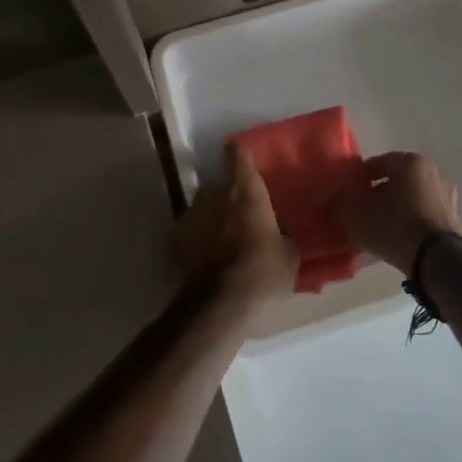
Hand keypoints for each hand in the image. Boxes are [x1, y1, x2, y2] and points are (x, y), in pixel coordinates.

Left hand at [170, 144, 299, 312]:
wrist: (219, 306)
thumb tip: (282, 231)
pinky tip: (205, 259)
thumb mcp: (289, 254)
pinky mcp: (173, 241)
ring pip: (201, 208)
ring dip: (210, 218)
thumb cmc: (262, 272)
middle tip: (241, 214)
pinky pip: (188, 232)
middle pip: (218, 184)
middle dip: (227, 195)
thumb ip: (283, 234)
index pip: (239, 154)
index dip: (242, 156)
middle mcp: (213, 194)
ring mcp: (189, 216)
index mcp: (245, 190)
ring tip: (222, 240)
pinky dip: (195, 240)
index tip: (246, 162)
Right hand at [330, 152, 461, 278]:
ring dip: (395, 209)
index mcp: (409, 161)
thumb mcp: (356, 214)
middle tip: (361, 213)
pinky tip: (397, 238)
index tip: (347, 196)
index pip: (376, 164)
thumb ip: (340, 203)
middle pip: (396, 181)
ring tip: (378, 229)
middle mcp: (432, 172)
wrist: (437, 259)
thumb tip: (333, 200)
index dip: (358, 180)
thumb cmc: (394, 225)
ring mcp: (446, 196)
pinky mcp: (453, 219)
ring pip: (411, 198)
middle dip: (378, 194)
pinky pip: (423, 215)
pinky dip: (410, 222)